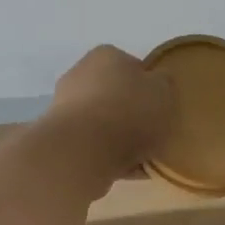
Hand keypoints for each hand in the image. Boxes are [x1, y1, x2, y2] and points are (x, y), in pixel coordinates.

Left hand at [40, 45, 174, 187]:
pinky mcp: (60, 135)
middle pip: (115, 94)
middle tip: (153, 133)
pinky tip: (126, 170)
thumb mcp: (164, 92)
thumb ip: (164, 84)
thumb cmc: (129, 112)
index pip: (133, 66)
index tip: (161, 107)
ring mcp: (65, 105)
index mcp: (107, 55)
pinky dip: (108, 154)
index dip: (150, 87)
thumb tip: (157, 82)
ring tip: (142, 158)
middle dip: (132, 112)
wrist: (82, 150)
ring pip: (103, 120)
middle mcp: (80, 73)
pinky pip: (93, 143)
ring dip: (119, 136)